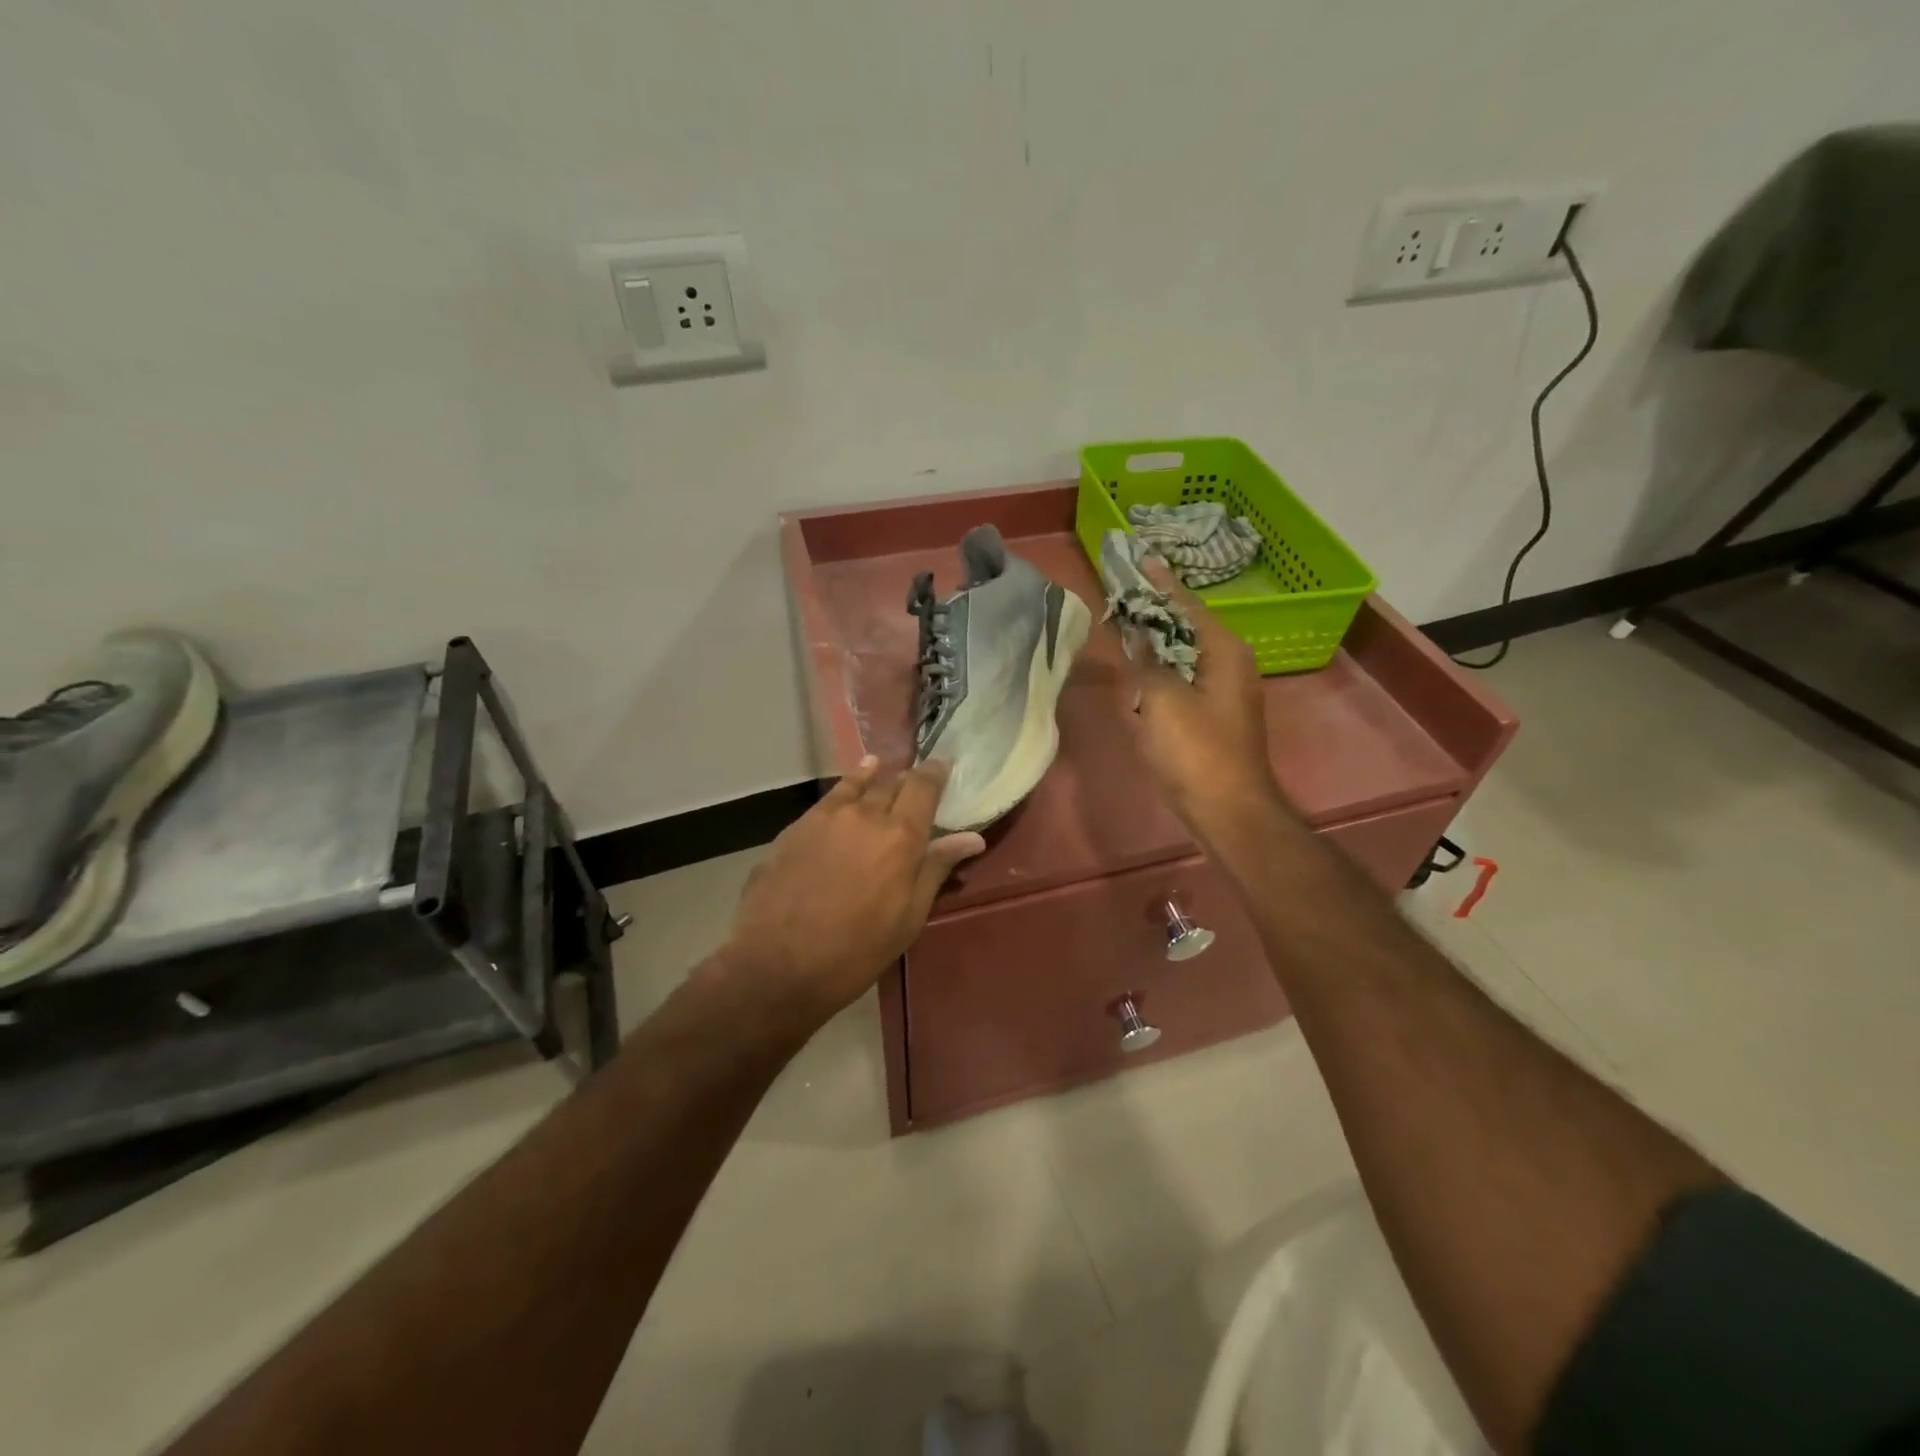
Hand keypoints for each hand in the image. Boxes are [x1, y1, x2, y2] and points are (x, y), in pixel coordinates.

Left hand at [719, 756, 985, 1037]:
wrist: (778, 963)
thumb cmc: (857, 950)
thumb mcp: (909, 917)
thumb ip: (936, 869)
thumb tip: (972, 838)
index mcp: (901, 836)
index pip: (924, 787)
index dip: (936, 772)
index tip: (943, 764)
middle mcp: (866, 814)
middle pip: (892, 784)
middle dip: (906, 781)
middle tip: (915, 784)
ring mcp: (826, 817)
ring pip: (857, 786)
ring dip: (874, 778)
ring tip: (879, 767)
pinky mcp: (796, 827)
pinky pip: (828, 799)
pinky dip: (844, 788)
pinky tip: (846, 789)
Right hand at [1121, 559, 1288, 846]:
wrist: (1227, 809)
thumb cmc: (1196, 751)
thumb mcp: (1162, 700)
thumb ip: (1145, 663)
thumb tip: (1136, 639)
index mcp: (1224, 651)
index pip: (1188, 605)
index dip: (1162, 583)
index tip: (1143, 558)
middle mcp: (1230, 664)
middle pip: (1188, 627)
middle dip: (1157, 611)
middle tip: (1124, 594)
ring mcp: (1224, 692)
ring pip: (1185, 654)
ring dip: (1156, 641)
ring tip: (1125, 625)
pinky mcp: (1213, 716)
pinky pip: (1183, 679)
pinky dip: (1161, 670)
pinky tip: (1138, 671)